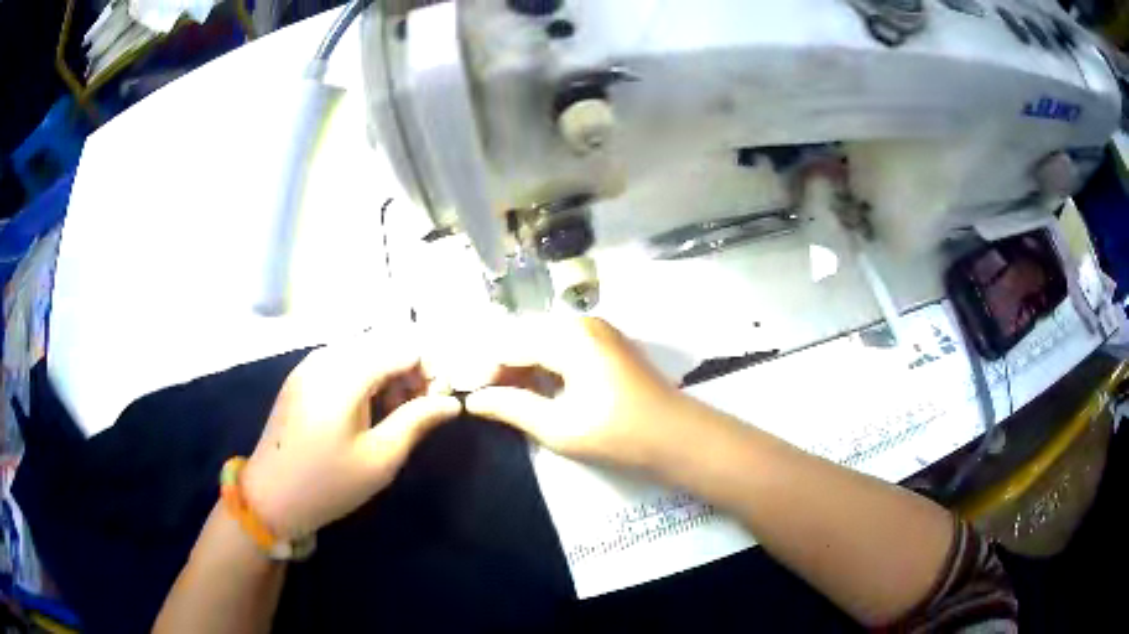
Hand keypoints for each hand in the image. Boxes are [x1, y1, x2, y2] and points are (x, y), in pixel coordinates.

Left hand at [242, 332, 461, 538]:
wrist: (269, 496)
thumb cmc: (328, 483)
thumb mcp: (380, 459)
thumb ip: (417, 421)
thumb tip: (451, 402)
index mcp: (345, 373)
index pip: (406, 346)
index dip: (431, 370)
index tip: (437, 405)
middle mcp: (327, 356)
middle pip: (385, 343)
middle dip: (411, 372)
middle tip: (417, 413)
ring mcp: (310, 364)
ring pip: (365, 351)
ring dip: (389, 375)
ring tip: (393, 417)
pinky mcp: (301, 376)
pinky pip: (344, 362)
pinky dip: (366, 379)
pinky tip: (365, 412)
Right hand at [465, 317, 691, 470]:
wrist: (677, 436)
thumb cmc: (617, 433)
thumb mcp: (558, 427)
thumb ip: (512, 407)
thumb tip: (474, 400)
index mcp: (568, 337)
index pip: (509, 346)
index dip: (485, 371)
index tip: (469, 397)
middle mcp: (581, 322)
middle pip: (526, 337)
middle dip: (503, 367)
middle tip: (487, 400)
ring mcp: (599, 330)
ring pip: (544, 340)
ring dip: (524, 366)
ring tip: (510, 398)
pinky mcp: (609, 342)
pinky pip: (565, 345)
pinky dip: (547, 364)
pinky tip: (540, 389)